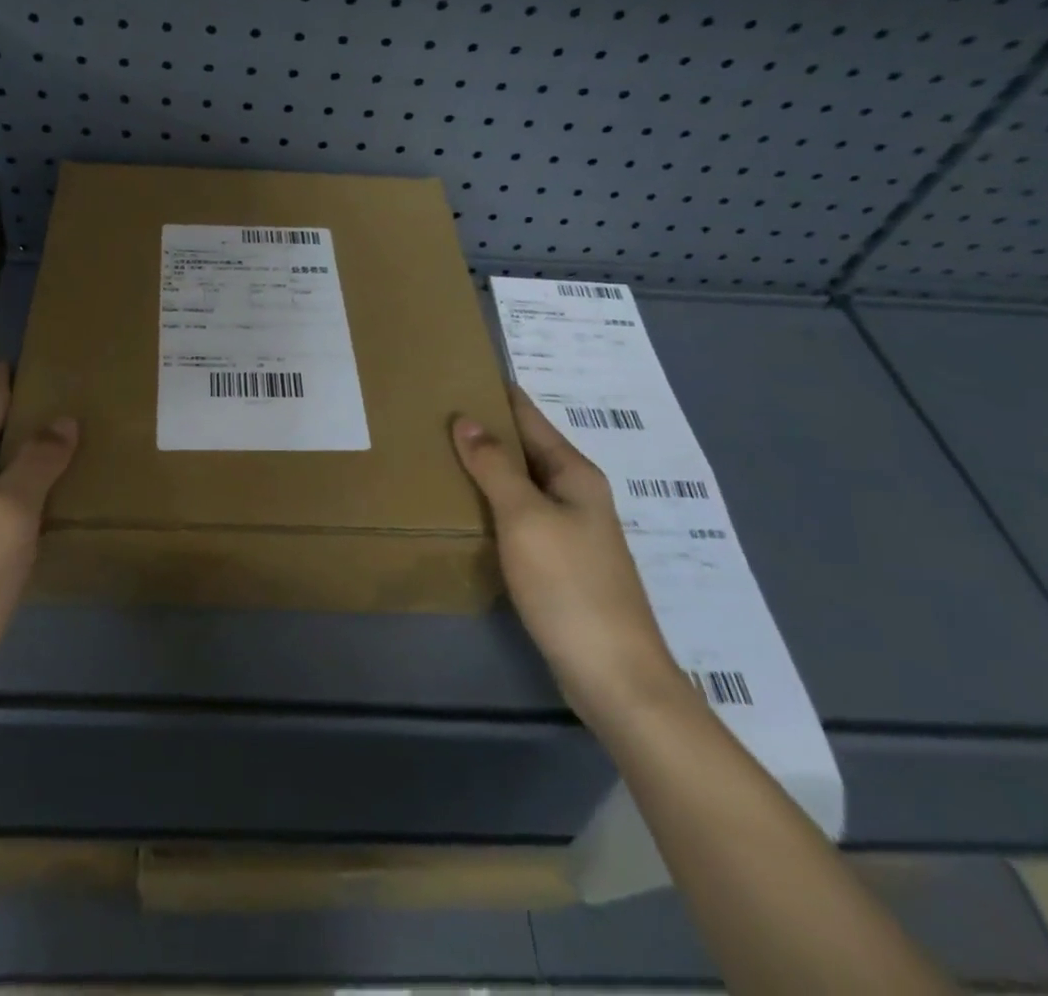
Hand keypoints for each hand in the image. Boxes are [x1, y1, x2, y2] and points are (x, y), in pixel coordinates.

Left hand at [0, 363, 77, 707]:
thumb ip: (38, 460)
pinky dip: (14, 490)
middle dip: (21, 417)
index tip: (29, 355)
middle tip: (66, 399)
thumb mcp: (12, 511)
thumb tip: (63, 419)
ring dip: (20, 455)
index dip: (9, 379)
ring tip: (61, 443)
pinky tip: (38, 499)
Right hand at [453, 385, 687, 728]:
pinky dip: (493, 501)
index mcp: (574, 474)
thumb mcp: (526, 518)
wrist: (613, 674)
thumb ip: (495, 466)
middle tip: (434, 411)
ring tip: (440, 451)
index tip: (459, 371)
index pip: (530, 417)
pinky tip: (466, 505)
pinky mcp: (559, 562)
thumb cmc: (569, 585)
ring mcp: (570, 530)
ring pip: (521, 483)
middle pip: (526, 448)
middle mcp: (576, 494)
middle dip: (487, 428)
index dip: (497, 394)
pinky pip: (520, 515)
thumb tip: (466, 419)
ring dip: (487, 466)